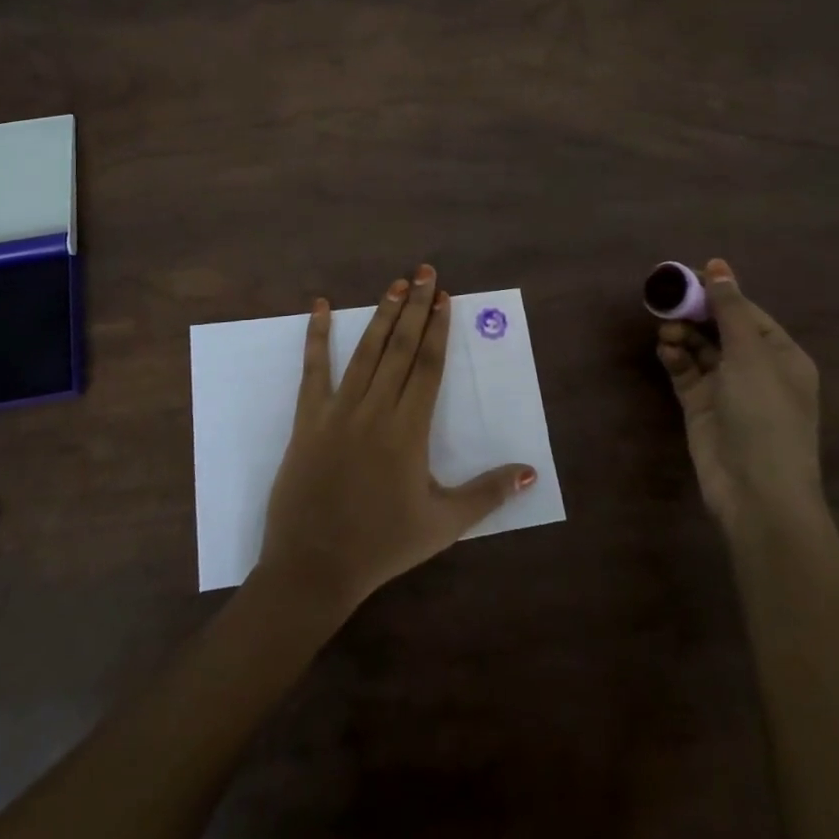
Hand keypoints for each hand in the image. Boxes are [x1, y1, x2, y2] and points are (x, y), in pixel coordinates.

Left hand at [255, 264, 536, 617]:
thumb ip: (488, 494)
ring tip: (395, 284)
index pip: (427, 366)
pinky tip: (319, 306)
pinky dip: (317, 336)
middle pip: (399, 348)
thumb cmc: (383, 545)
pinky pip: (313, 370)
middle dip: (414, 307)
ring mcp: (337, 410)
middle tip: (424, 272)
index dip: (437, 329)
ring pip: (364, 352)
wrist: (313, 566)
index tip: (444, 297)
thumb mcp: (443, 524)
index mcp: (408, 431)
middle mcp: (374, 410)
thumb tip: (531, 471)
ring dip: (381, 315)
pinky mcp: (308, 418)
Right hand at [655, 259, 821, 527]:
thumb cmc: (764, 416)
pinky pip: (685, 370)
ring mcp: (727, 388)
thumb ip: (729, 309)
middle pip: (719, 327)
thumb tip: (718, 265)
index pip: (745, 312)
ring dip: (682, 335)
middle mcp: (755, 368)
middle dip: (694, 313)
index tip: (683, 276)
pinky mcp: (702, 406)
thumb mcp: (750, 356)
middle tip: (664, 300)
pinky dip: (675, 358)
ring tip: (666, 332)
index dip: (716, 292)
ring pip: (699, 347)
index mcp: (780, 355)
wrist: (756, 493)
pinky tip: (666, 351)